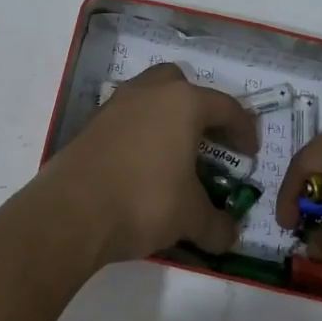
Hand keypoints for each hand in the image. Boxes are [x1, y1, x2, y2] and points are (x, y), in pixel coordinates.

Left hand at [36, 64, 257, 267]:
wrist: (71, 212)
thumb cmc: (144, 201)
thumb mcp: (190, 218)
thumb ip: (216, 225)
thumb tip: (229, 236)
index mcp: (182, 103)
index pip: (225, 107)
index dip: (244, 130)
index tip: (250, 154)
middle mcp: (148, 93)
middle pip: (181, 85)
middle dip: (198, 108)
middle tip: (207, 140)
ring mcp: (115, 105)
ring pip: (148, 98)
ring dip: (165, 118)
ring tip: (174, 154)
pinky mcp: (91, 125)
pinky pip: (125, 119)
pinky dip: (139, 133)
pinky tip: (142, 165)